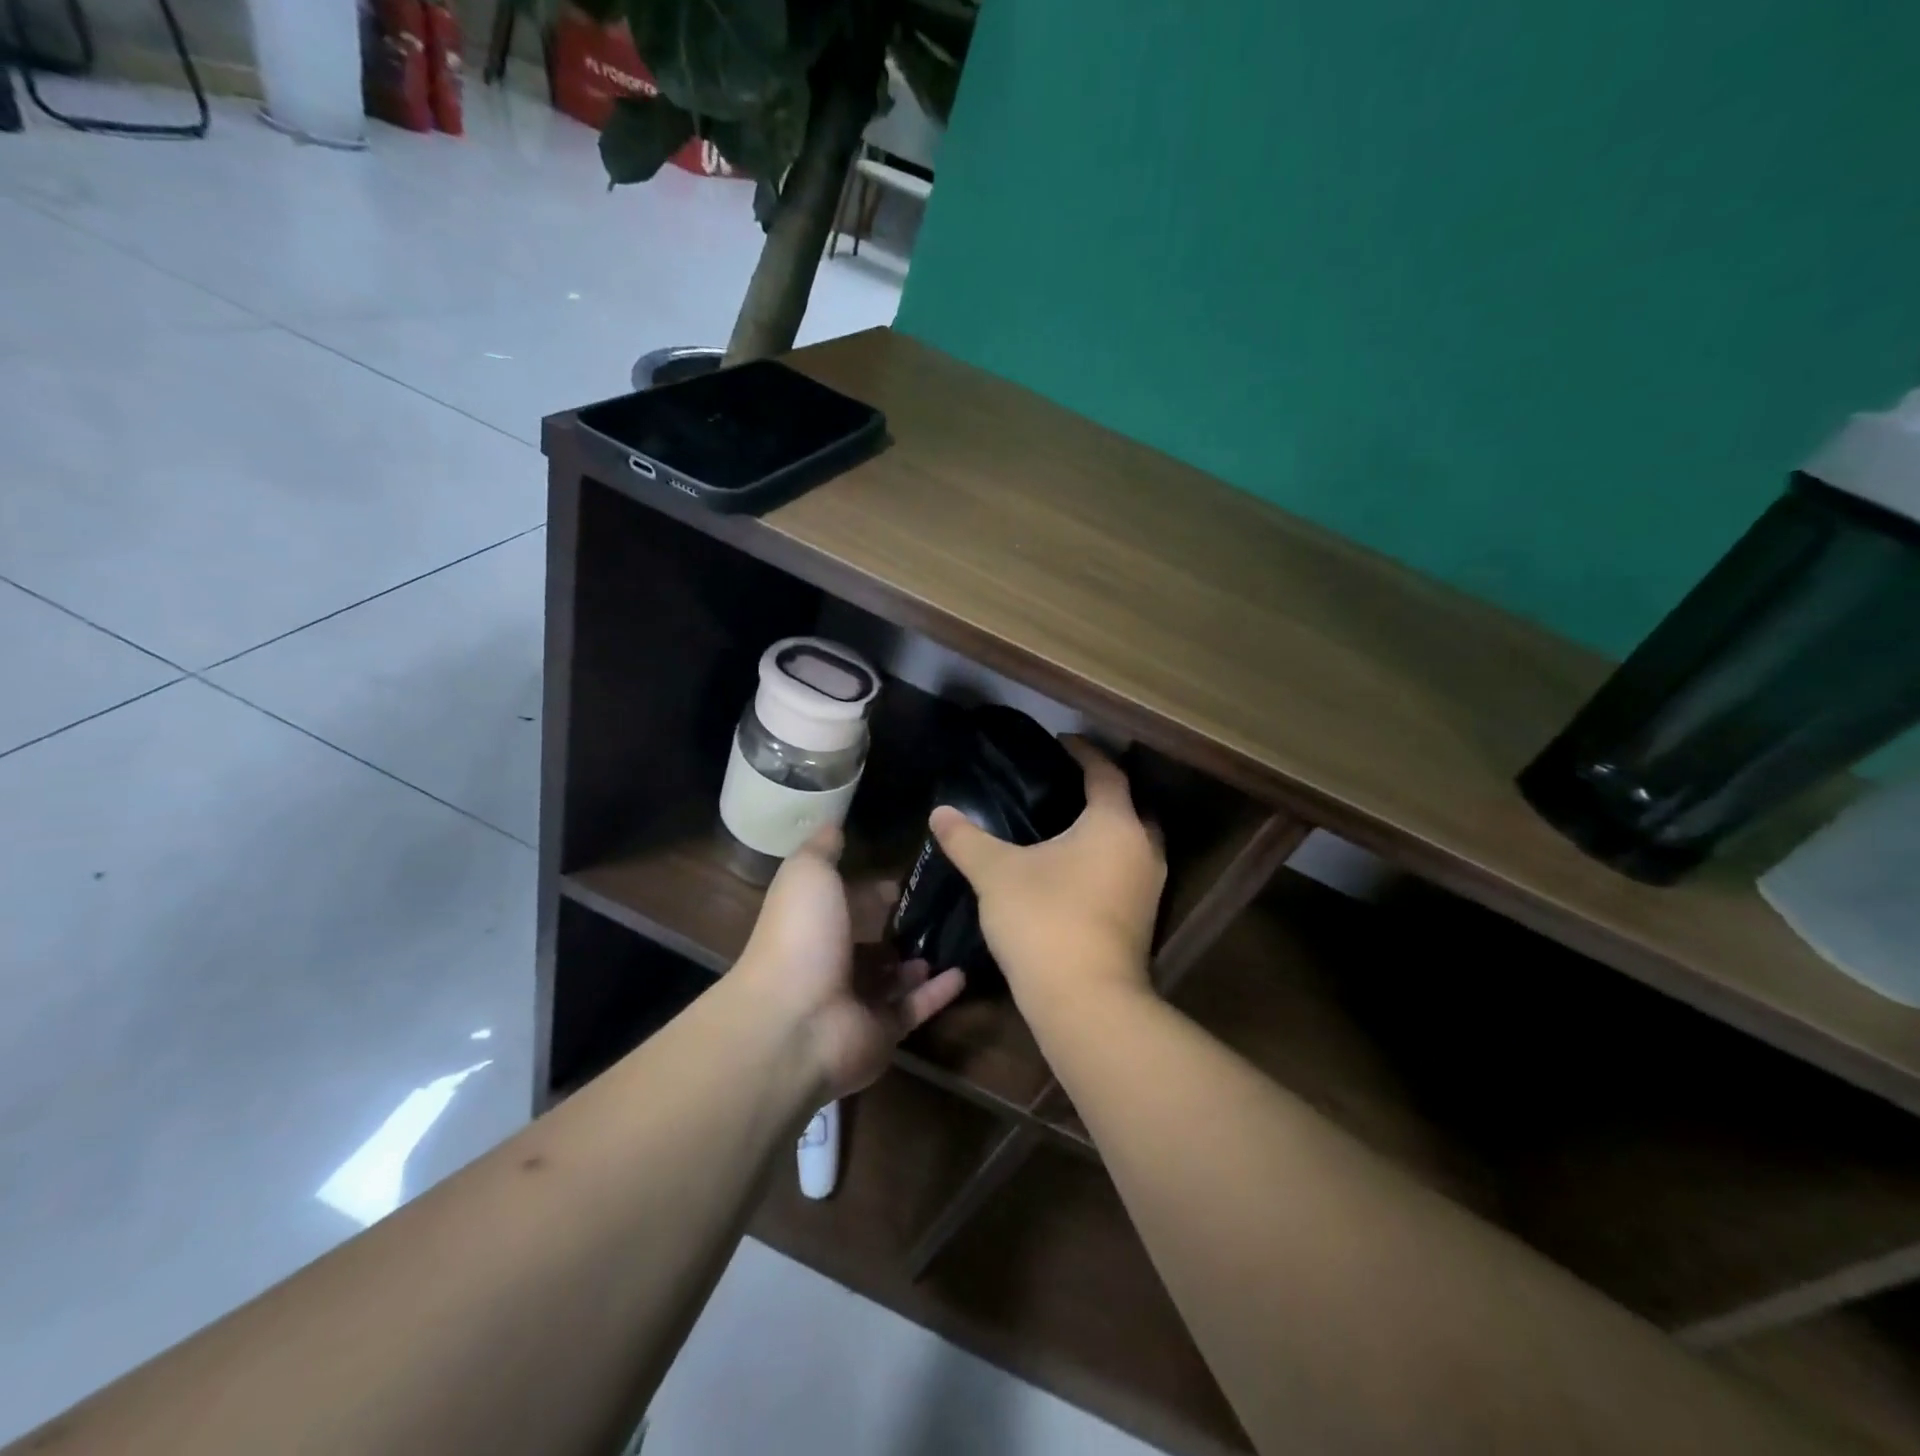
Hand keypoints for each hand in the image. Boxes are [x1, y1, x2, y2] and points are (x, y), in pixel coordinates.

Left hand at [737, 826, 965, 1099]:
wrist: (795, 1021)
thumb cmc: (801, 937)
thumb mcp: (808, 874)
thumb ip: (823, 849)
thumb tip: (833, 823)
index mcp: (814, 926)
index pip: (848, 906)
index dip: (873, 892)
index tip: (907, 880)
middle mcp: (833, 964)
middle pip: (872, 945)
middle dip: (901, 928)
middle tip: (944, 908)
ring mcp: (857, 1002)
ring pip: (895, 979)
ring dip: (920, 960)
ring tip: (957, 936)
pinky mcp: (882, 1033)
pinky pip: (915, 1009)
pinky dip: (938, 992)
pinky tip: (963, 971)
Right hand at [929, 738, 1165, 1016]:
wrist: (1085, 1000)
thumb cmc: (1044, 919)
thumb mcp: (997, 873)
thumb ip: (968, 839)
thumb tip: (939, 813)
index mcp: (1114, 823)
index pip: (1106, 773)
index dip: (1084, 753)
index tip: (1061, 742)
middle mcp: (1142, 848)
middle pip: (1130, 806)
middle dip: (1104, 790)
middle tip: (1067, 784)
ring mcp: (1149, 887)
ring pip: (1133, 841)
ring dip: (1108, 828)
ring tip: (1068, 825)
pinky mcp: (1144, 919)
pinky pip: (1128, 871)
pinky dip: (1108, 859)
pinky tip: (1076, 870)